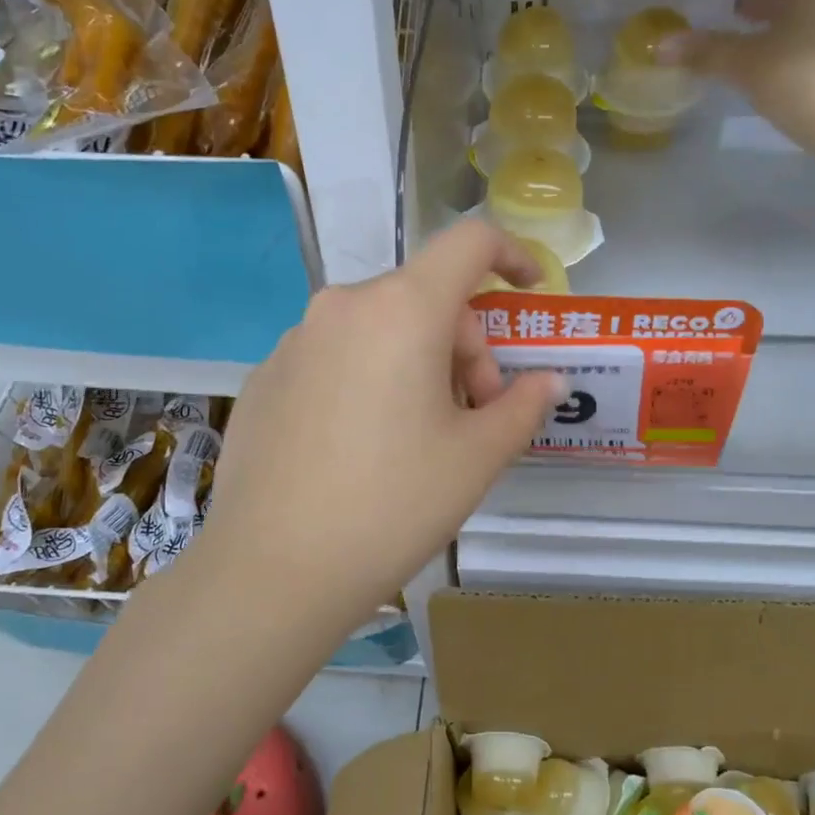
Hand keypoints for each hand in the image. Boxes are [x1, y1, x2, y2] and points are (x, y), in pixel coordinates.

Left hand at [191, 221, 564, 643]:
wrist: (274, 570)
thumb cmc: (394, 505)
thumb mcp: (477, 458)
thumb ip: (523, 406)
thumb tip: (548, 382)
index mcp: (403, 310)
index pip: (469, 244)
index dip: (510, 255)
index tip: (528, 292)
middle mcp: (343, 307)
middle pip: (426, 297)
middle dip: (465, 347)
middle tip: (475, 416)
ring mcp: (296, 341)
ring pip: (380, 329)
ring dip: (417, 364)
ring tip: (420, 438)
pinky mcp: (266, 377)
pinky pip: (336, 357)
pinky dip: (368, 380)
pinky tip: (362, 449)